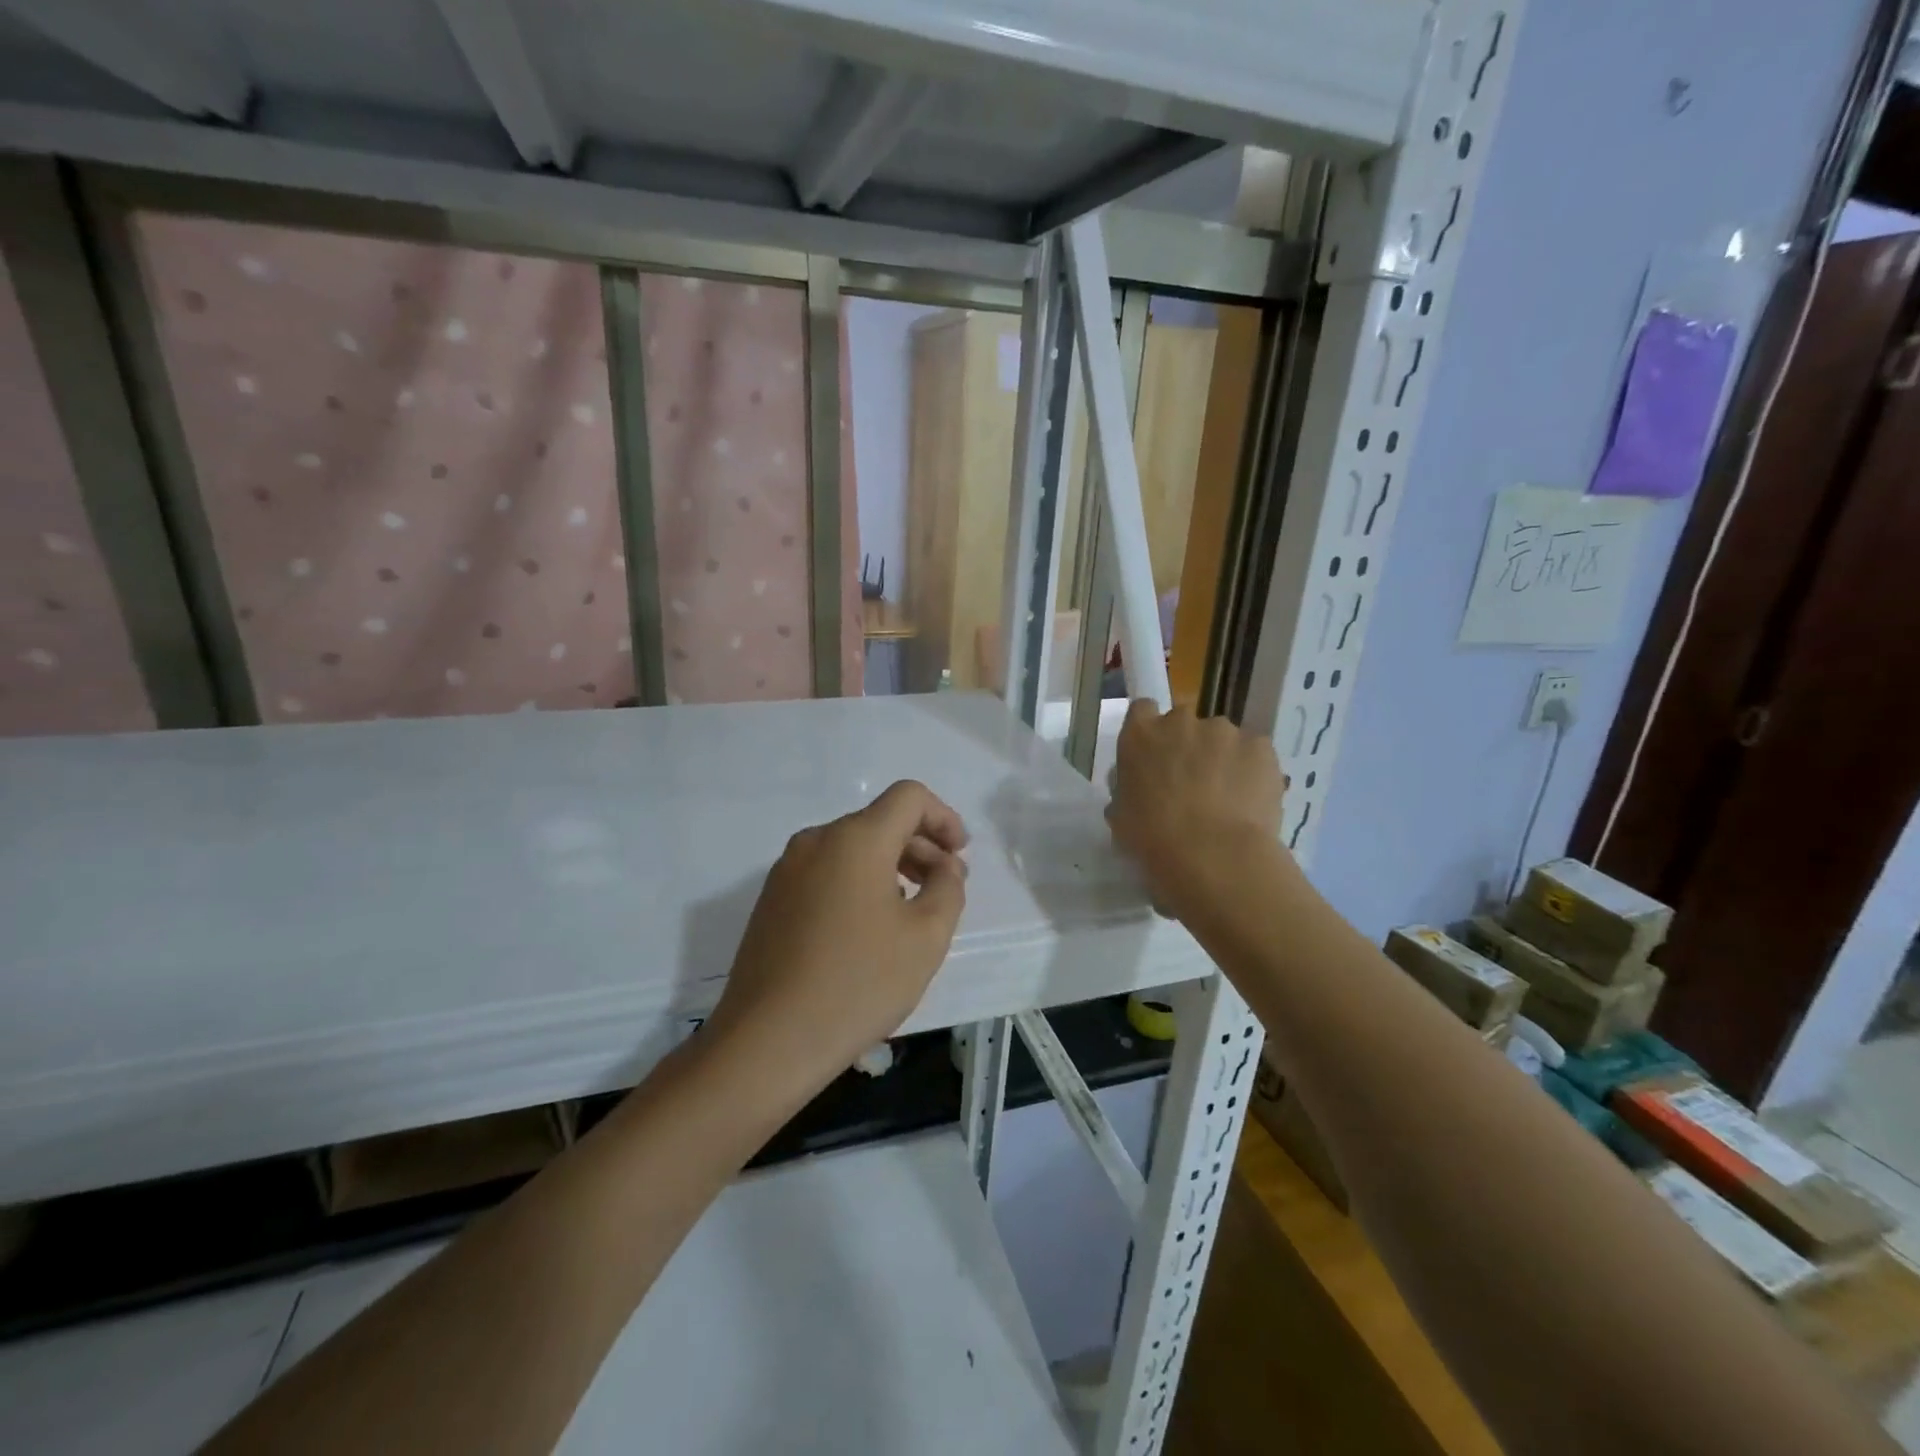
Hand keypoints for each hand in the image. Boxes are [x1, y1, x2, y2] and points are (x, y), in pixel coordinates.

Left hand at [703, 780, 968, 1102]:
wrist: (768, 1041)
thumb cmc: (858, 983)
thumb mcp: (925, 937)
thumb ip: (948, 889)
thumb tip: (946, 867)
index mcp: (855, 839)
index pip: (909, 797)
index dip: (944, 817)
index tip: (960, 855)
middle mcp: (816, 841)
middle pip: (880, 822)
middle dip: (921, 847)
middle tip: (945, 888)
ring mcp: (787, 870)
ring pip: (851, 848)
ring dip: (890, 866)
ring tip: (912, 911)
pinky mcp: (771, 900)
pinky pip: (826, 872)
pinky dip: (858, 882)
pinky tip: (869, 928)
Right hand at [1107, 701, 1287, 921]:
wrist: (1213, 855)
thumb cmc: (1153, 839)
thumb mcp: (1121, 815)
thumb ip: (1129, 789)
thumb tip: (1140, 789)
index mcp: (1140, 735)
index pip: (1142, 710)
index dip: (1150, 728)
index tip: (1156, 752)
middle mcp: (1180, 721)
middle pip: (1184, 722)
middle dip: (1188, 744)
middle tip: (1191, 780)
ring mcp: (1224, 730)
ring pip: (1222, 738)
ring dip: (1222, 758)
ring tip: (1227, 796)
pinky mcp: (1260, 745)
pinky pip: (1254, 753)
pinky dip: (1252, 770)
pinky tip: (1250, 800)